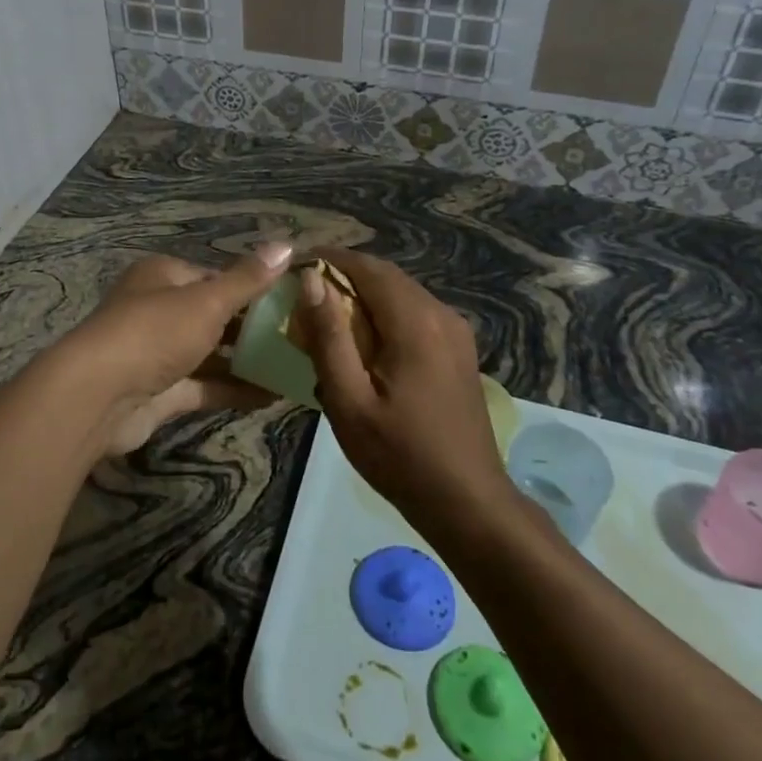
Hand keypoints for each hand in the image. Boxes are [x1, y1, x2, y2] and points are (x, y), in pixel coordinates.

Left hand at [52, 244, 292, 455]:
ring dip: (246, 361)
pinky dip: (233, 390)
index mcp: (163, 276)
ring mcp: (158, 353)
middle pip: (213, 315)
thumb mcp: (207, 301)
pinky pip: (204, 386)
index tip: (290, 300)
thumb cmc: (154, 332)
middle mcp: (158, 309)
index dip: (251, 287)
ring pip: (210, 353)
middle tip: (299, 337)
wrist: (99, 396)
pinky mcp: (160, 391)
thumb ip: (247, 280)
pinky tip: (272, 396)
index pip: (214, 276)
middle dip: (252, 327)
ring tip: (294, 367)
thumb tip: (287, 245)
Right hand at [296, 248, 513, 527]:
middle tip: (303, 293)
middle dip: (343, 276)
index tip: (294, 265)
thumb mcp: (349, 400)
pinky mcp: (458, 350)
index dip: (329, 258)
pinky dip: (383, 314)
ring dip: (363, 295)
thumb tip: (310, 279)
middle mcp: (441, 314)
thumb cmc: (399, 455)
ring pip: (401, 293)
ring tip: (326, 316)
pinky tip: (362, 342)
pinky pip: (414, 313)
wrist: (468, 502)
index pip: (367, 267)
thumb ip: (328, 336)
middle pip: (385, 276)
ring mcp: (455, 331)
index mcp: (415, 322)